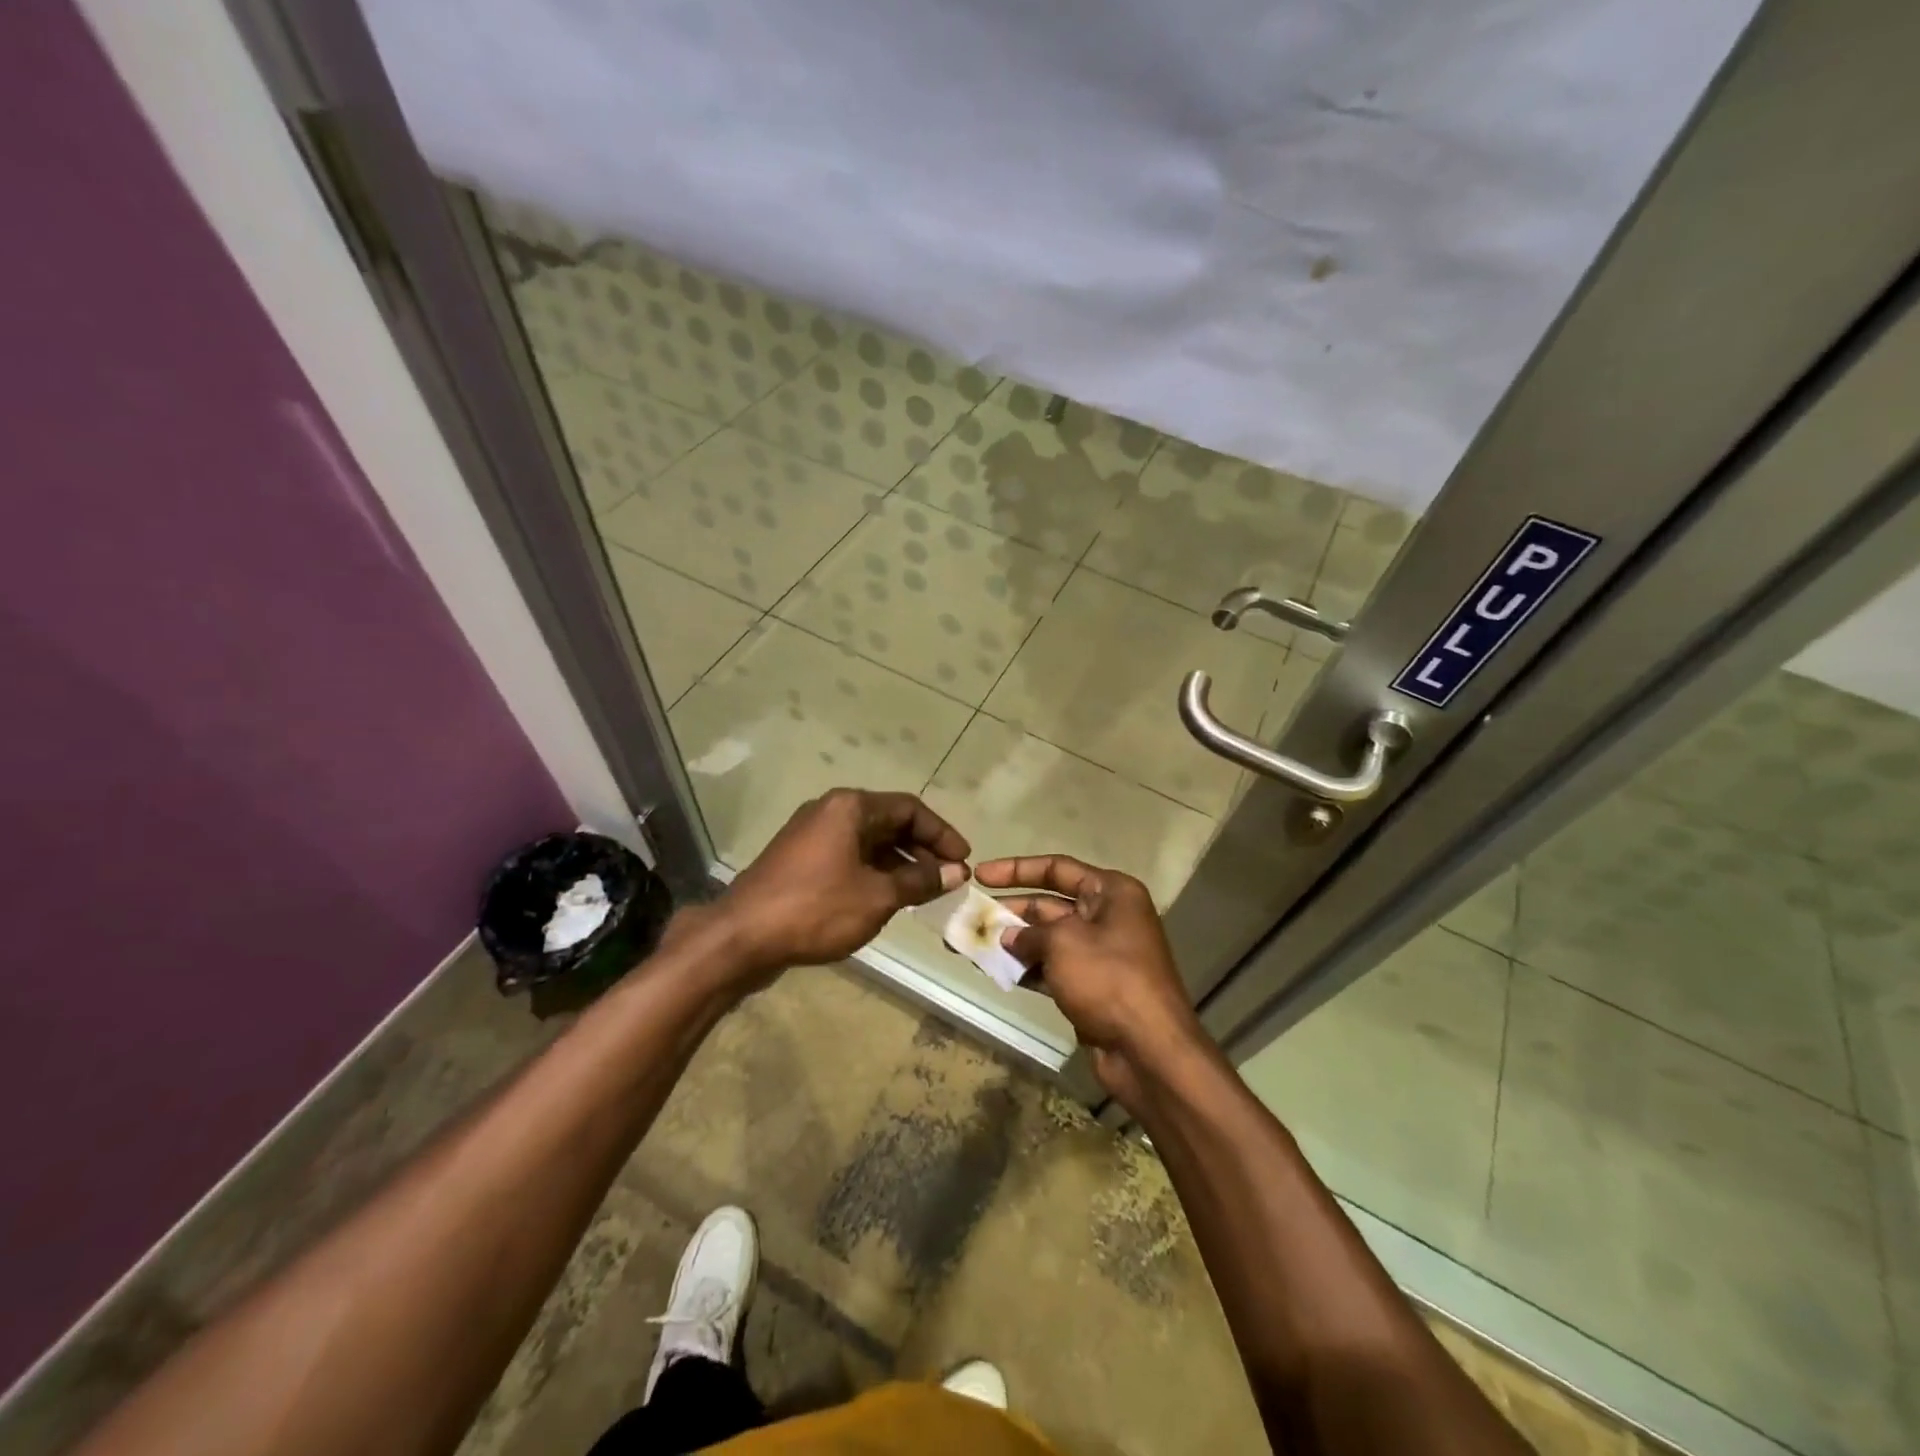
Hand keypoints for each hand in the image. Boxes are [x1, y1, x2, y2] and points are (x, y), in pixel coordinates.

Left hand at [715, 789, 969, 983]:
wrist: (741, 937)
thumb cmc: (816, 909)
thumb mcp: (877, 896)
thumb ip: (919, 880)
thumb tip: (954, 872)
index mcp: (850, 807)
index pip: (910, 809)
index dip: (941, 833)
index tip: (963, 860)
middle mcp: (830, 811)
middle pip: (889, 822)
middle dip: (921, 850)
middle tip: (947, 879)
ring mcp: (811, 835)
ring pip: (868, 842)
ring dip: (899, 864)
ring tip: (923, 893)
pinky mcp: (799, 860)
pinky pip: (848, 857)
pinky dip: (873, 872)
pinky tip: (887, 899)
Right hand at [974, 855, 1207, 1106]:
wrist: (1148, 1050)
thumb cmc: (1109, 979)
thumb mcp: (1063, 943)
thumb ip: (1029, 934)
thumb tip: (1008, 938)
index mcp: (1112, 892)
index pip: (1057, 868)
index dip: (1016, 869)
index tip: (980, 875)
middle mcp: (1107, 917)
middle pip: (1048, 904)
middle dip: (1009, 911)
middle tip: (968, 916)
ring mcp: (1099, 954)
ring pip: (1046, 939)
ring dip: (1010, 943)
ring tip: (969, 946)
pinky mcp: (1090, 987)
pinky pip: (1050, 968)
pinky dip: (1024, 969)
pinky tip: (992, 971)